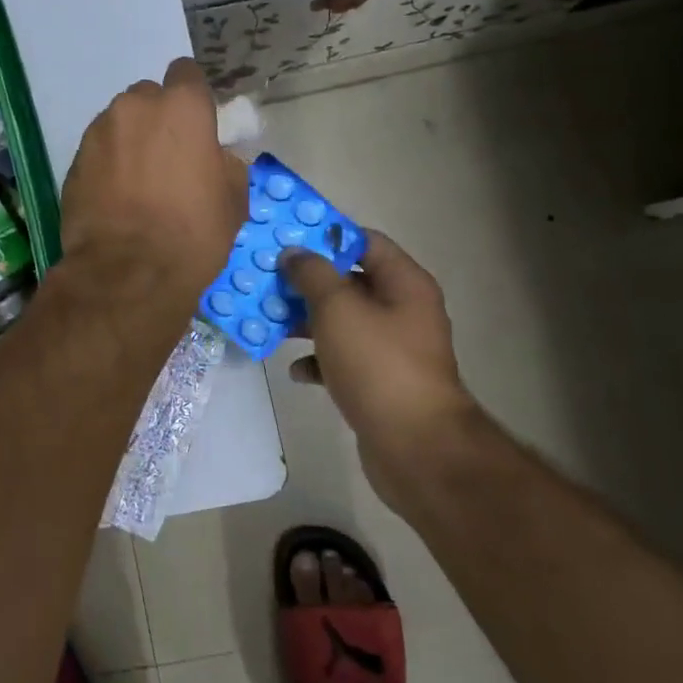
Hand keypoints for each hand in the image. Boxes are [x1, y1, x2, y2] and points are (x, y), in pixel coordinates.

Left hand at [60, 59, 247, 308]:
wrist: (128, 272)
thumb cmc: (192, 233)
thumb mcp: (233, 199)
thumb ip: (226, 163)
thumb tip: (216, 156)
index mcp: (182, 106)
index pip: (187, 74)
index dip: (192, 97)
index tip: (196, 125)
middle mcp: (136, 106)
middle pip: (149, 98)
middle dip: (158, 120)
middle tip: (167, 158)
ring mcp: (99, 131)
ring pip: (120, 123)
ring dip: (130, 141)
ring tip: (137, 183)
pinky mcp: (73, 159)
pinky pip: (98, 150)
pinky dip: (107, 164)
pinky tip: (115, 197)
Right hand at [282, 232, 481, 506]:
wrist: (415, 446)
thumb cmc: (377, 364)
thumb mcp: (338, 308)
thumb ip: (313, 274)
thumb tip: (295, 253)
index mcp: (404, 283)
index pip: (364, 241)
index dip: (326, 236)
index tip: (286, 240)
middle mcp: (402, 310)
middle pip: (350, 282)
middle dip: (308, 282)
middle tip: (268, 280)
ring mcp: (392, 349)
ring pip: (342, 322)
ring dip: (306, 321)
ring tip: (270, 321)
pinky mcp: (380, 382)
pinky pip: (343, 359)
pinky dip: (319, 360)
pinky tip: (295, 370)